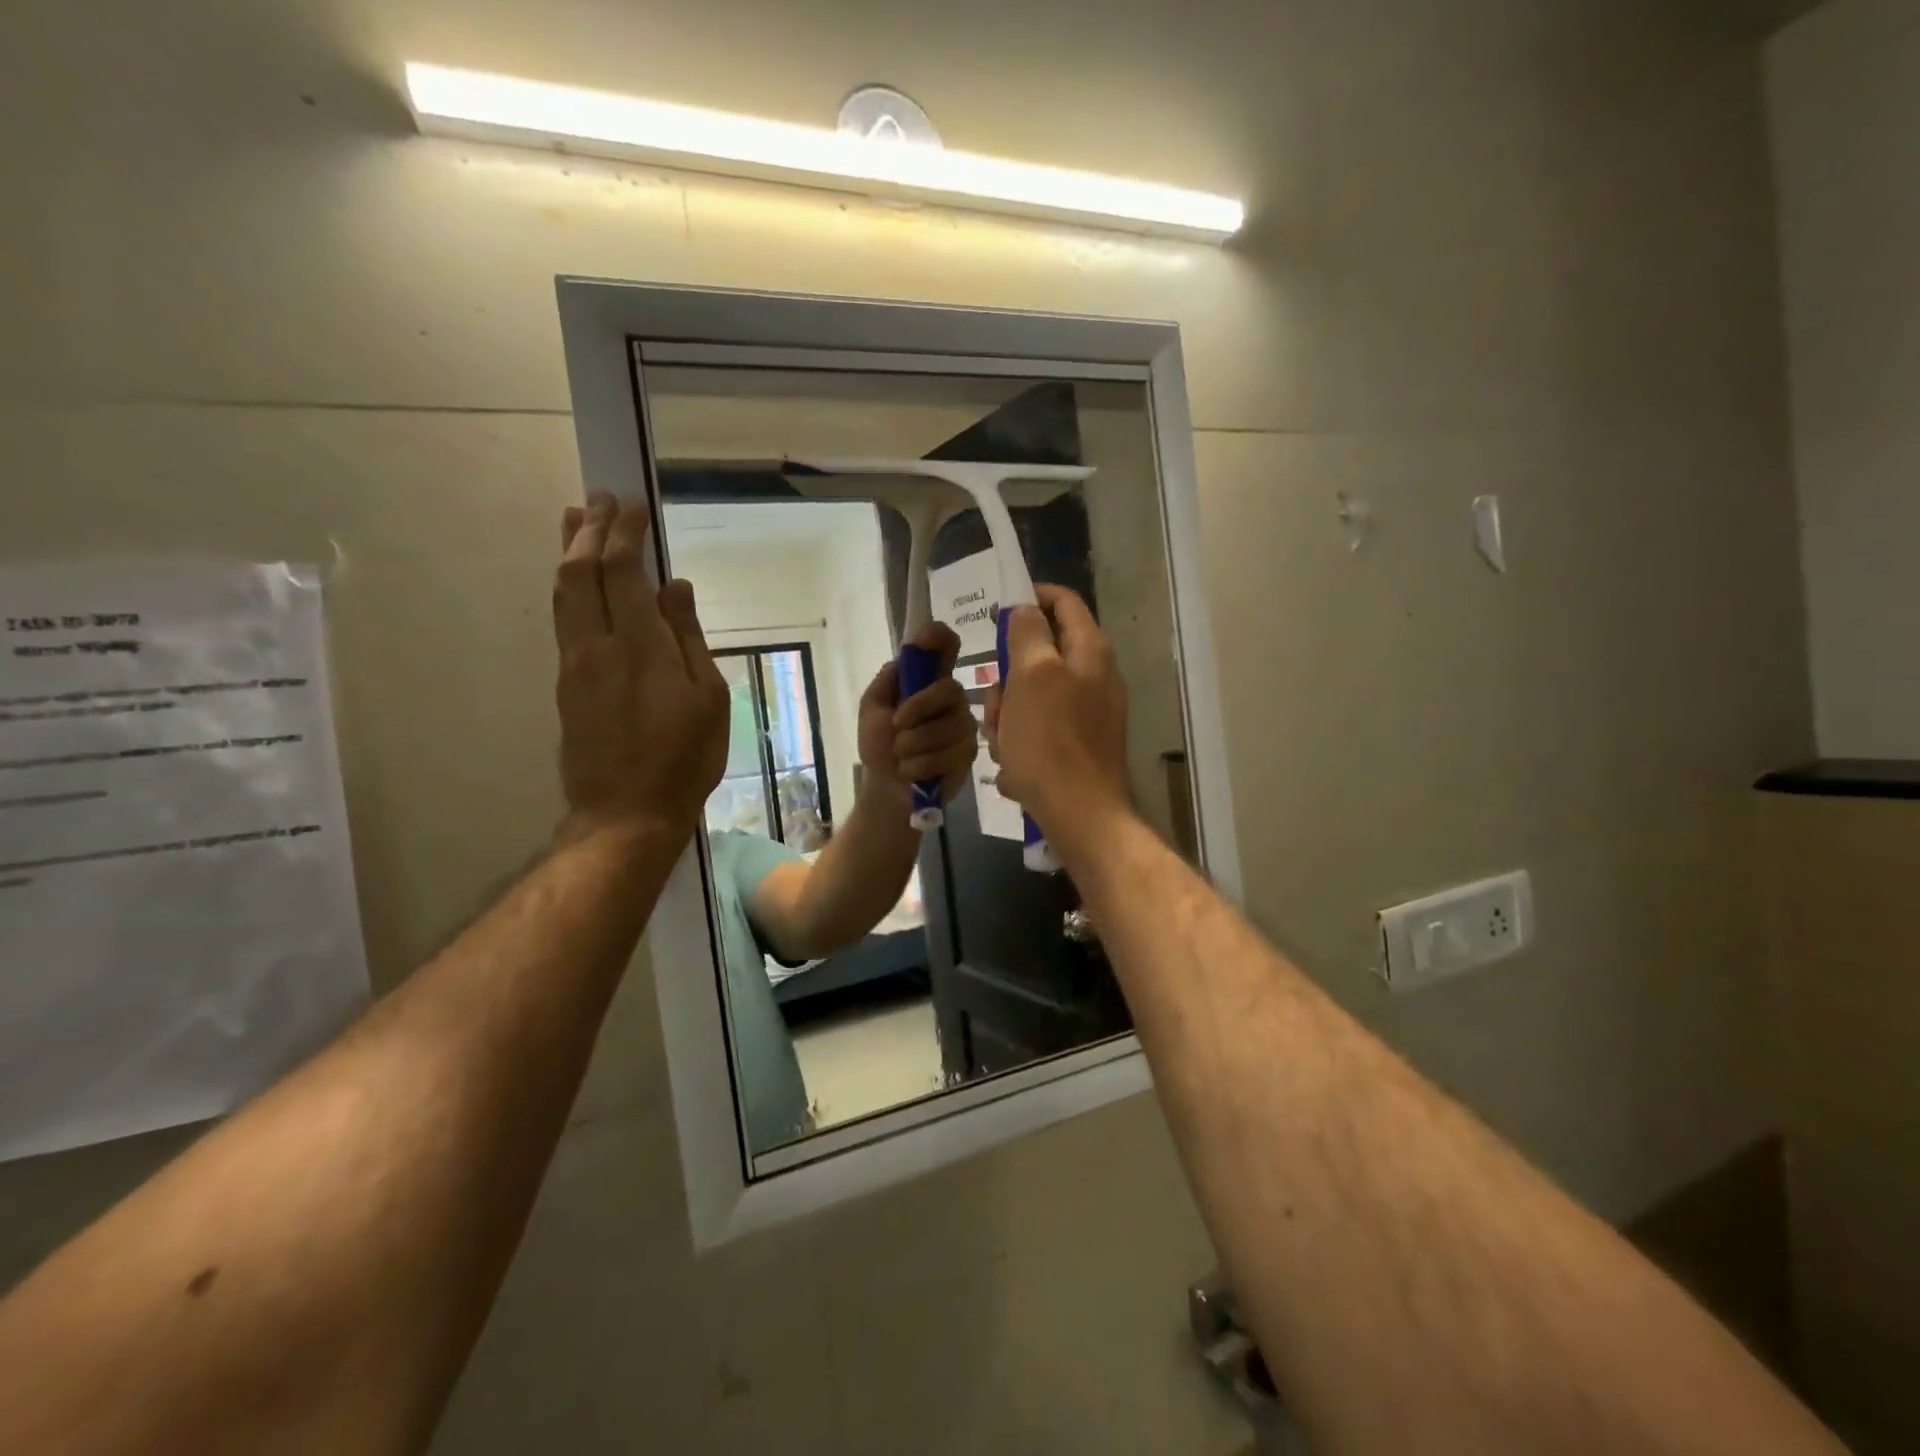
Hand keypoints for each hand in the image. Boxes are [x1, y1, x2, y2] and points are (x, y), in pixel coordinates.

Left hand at [552, 494, 728, 846]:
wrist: (625, 813)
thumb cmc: (684, 760)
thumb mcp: (708, 700)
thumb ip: (689, 639)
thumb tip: (675, 587)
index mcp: (640, 646)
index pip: (623, 571)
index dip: (624, 532)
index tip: (632, 504)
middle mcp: (598, 645)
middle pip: (580, 571)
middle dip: (589, 528)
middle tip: (599, 497)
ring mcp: (575, 664)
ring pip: (562, 593)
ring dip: (568, 551)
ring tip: (574, 519)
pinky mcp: (566, 684)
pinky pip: (563, 619)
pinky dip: (569, 586)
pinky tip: (577, 580)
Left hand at [857, 622, 977, 801]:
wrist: (887, 789)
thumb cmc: (879, 746)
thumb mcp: (872, 711)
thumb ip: (885, 684)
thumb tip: (901, 660)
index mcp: (928, 683)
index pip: (944, 649)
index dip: (940, 638)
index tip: (930, 636)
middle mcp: (952, 700)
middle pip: (948, 690)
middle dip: (916, 711)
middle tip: (896, 729)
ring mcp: (964, 727)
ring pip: (945, 727)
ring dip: (912, 746)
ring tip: (902, 757)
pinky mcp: (969, 754)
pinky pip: (947, 754)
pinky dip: (920, 765)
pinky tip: (913, 771)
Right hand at [983, 585, 1130, 834]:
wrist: (1079, 812)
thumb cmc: (1049, 740)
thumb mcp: (1031, 675)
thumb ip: (1028, 633)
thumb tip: (1026, 608)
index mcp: (1090, 651)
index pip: (1064, 602)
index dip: (1031, 597)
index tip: (998, 611)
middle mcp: (1096, 676)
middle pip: (1041, 655)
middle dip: (1009, 676)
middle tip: (997, 700)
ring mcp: (1090, 713)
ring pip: (1034, 696)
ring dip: (1009, 715)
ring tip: (1003, 744)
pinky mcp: (1080, 744)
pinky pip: (1041, 729)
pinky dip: (1023, 741)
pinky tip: (1014, 767)